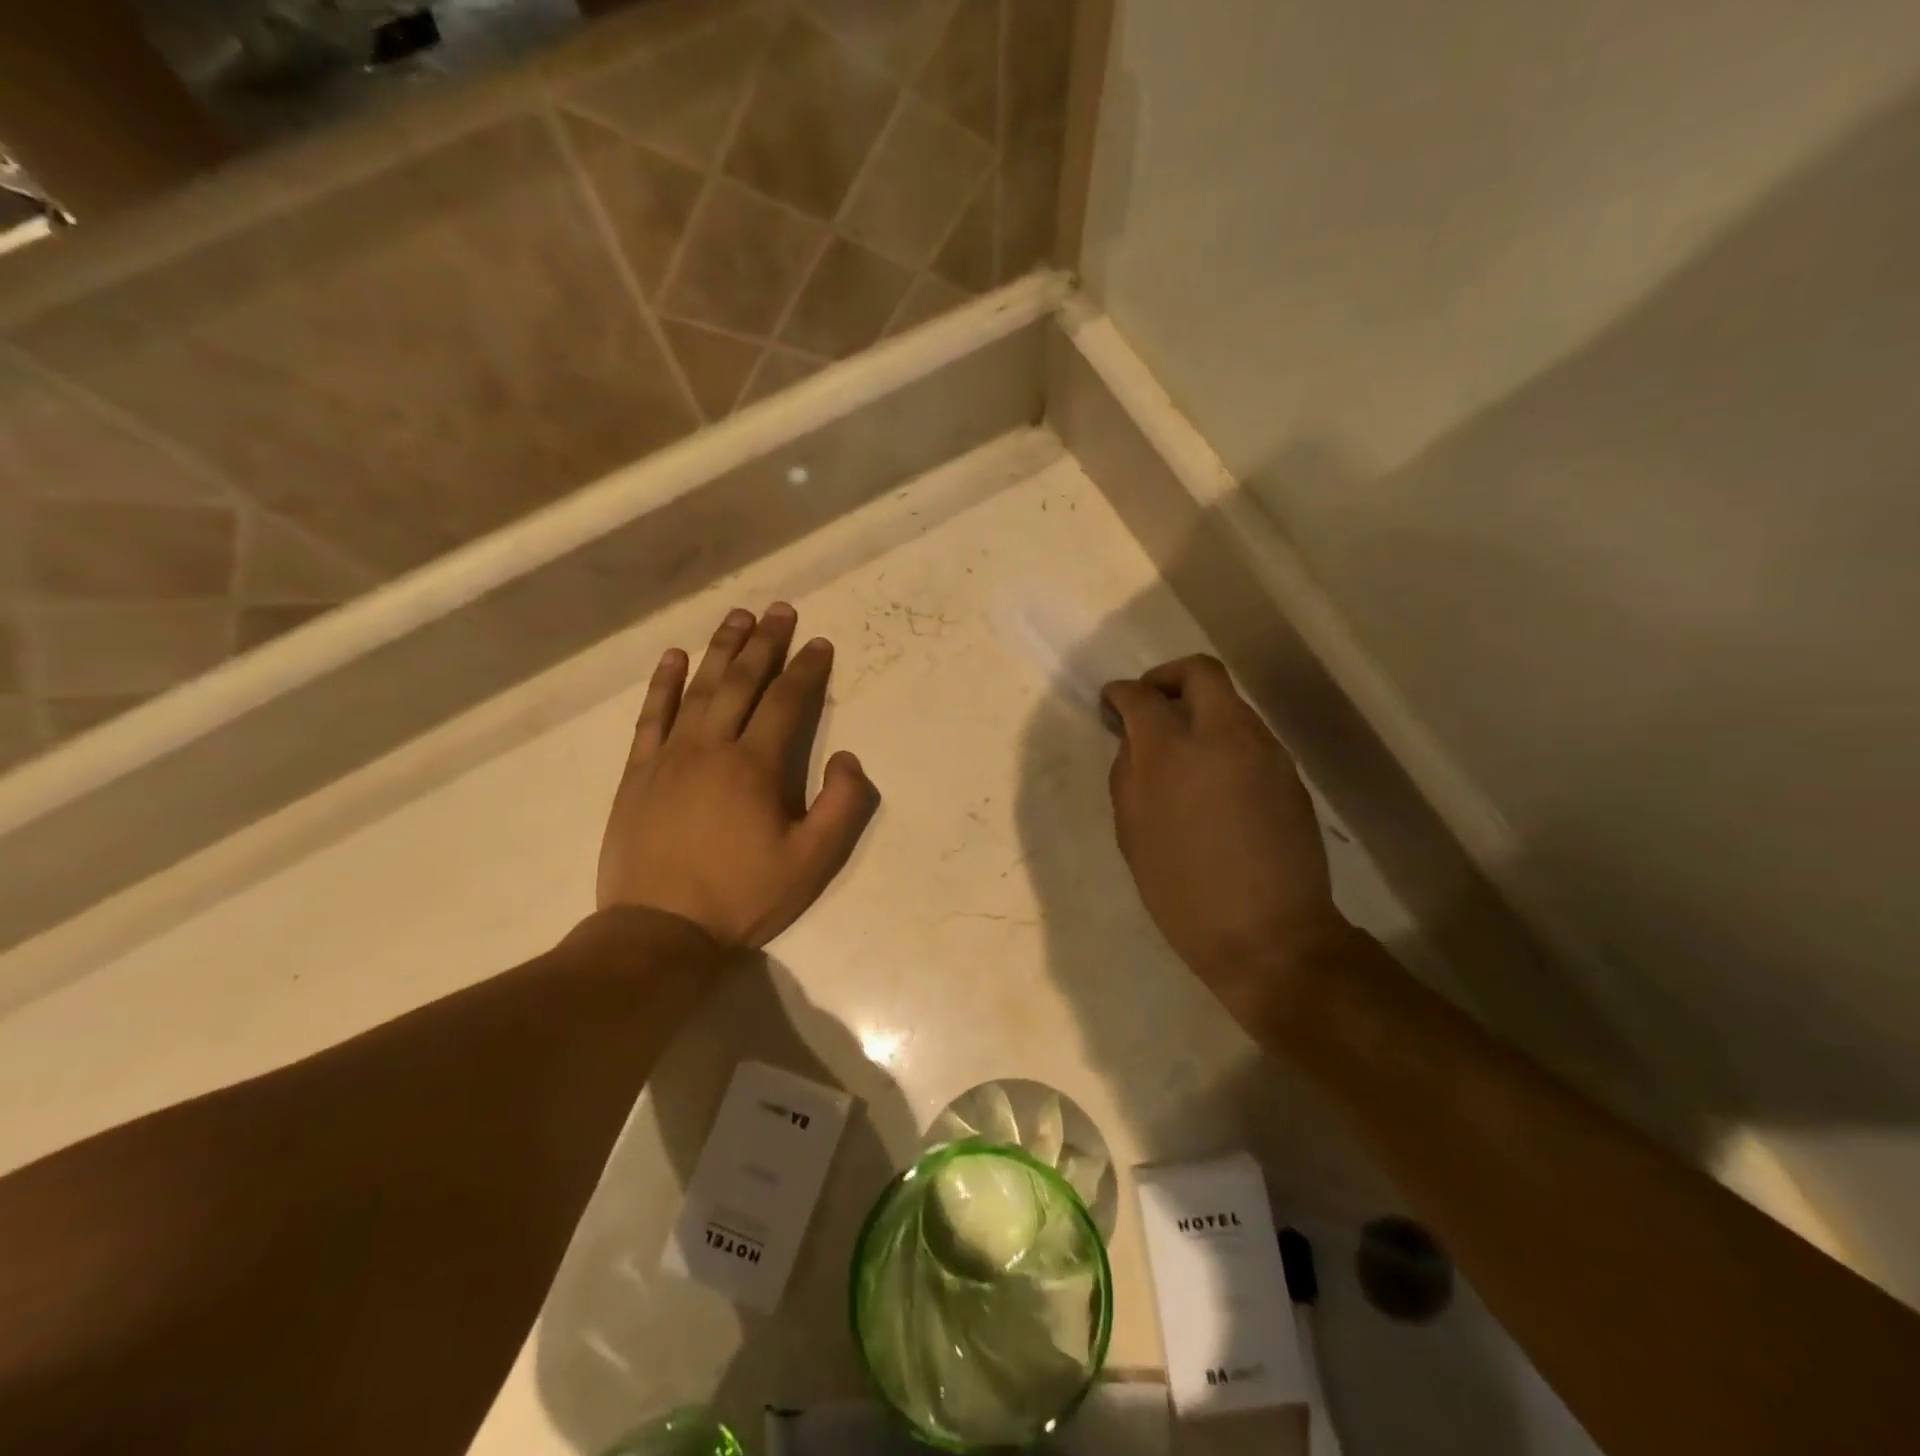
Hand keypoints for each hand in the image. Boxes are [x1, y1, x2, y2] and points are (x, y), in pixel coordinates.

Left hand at [597, 603, 878, 947]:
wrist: (659, 931)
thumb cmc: (741, 897)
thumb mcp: (812, 862)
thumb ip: (842, 806)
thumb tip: (848, 757)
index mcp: (755, 766)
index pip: (786, 702)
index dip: (806, 670)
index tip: (819, 643)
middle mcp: (711, 747)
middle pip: (741, 682)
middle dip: (765, 644)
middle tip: (780, 610)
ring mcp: (669, 757)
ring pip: (698, 689)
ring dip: (720, 649)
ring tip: (738, 617)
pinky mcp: (638, 773)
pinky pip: (651, 716)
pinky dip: (663, 683)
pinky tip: (674, 658)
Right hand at [1102, 656, 1352, 1016]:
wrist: (1268, 935)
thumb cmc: (1182, 892)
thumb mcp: (1133, 833)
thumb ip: (1128, 773)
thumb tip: (1134, 740)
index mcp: (1172, 753)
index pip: (1142, 696)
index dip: (1120, 693)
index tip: (1112, 703)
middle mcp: (1223, 736)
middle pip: (1199, 672)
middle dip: (1166, 678)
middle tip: (1149, 705)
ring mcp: (1264, 751)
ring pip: (1229, 702)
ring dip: (1199, 710)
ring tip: (1181, 751)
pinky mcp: (1288, 772)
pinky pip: (1249, 735)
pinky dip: (1223, 739)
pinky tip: (1213, 780)